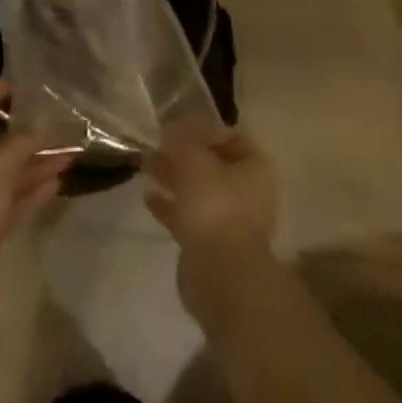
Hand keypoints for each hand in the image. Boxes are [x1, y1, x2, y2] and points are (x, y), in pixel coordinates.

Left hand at [0, 78, 71, 300]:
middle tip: (47, 120)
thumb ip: (23, 142)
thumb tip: (42, 126)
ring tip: (67, 154)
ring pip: (3, 175)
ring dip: (33, 164)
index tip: (16, 85)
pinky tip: (56, 183)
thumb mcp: (0, 166)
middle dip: (22, 135)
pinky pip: (7, 201)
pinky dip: (29, 191)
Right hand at [143, 128, 278, 329]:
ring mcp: (231, 222)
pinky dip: (171, 207)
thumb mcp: (193, 159)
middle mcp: (248, 193)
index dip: (205, 129)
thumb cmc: (214, 205)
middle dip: (184, 155)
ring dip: (174, 178)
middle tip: (157, 144)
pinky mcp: (211, 247)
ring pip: (199, 191)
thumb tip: (171, 129)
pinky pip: (189, 218)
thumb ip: (181, 141)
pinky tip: (148, 197)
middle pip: (213, 165)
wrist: (220, 276)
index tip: (178, 126)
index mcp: (255, 168)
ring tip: (146, 165)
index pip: (232, 137)